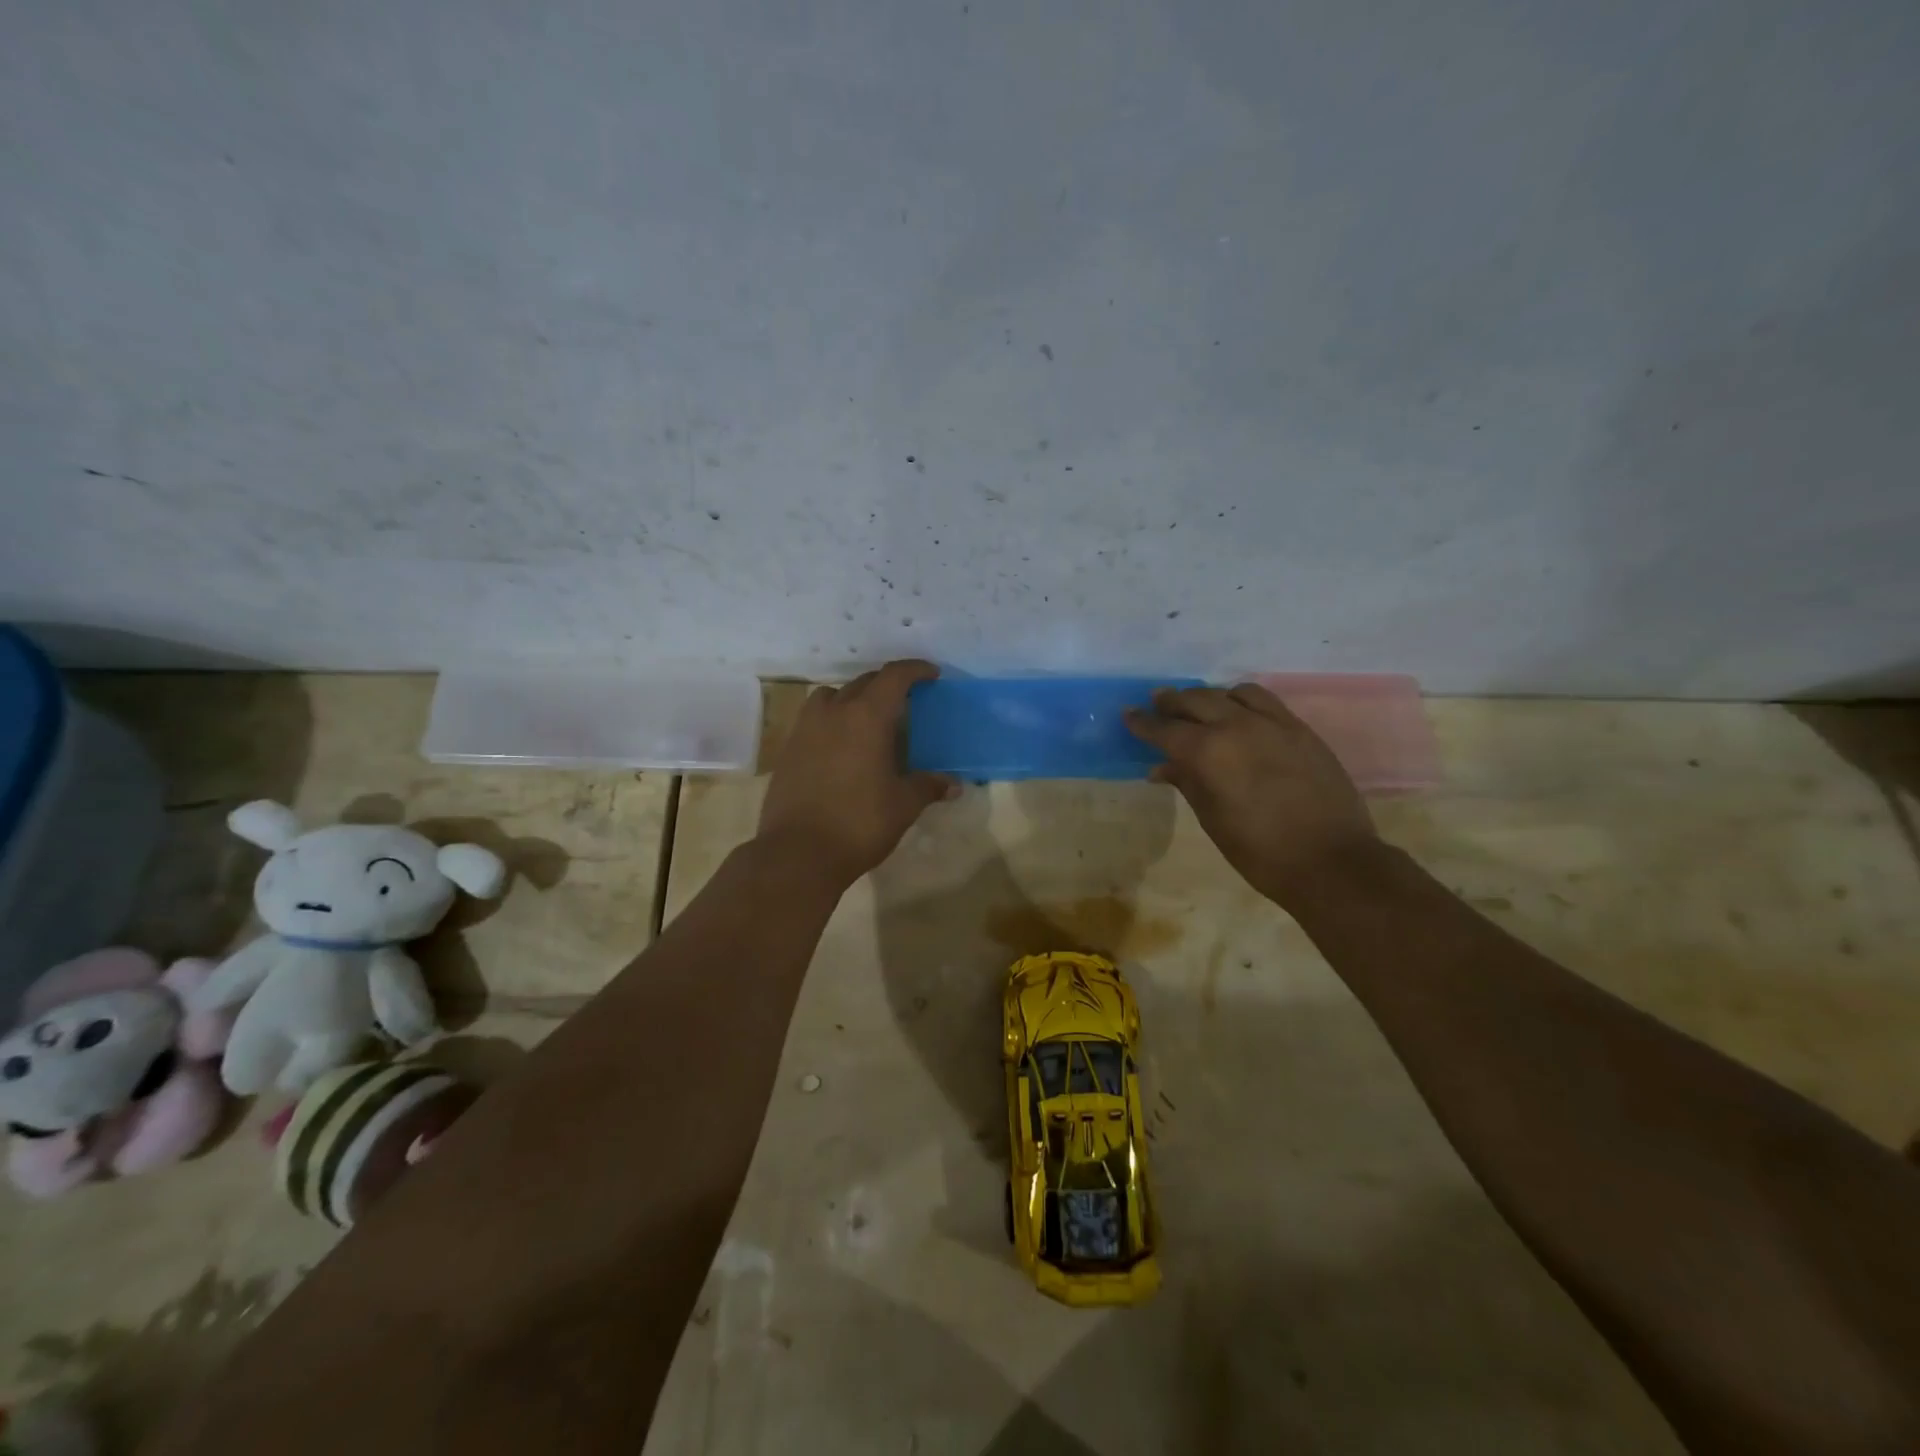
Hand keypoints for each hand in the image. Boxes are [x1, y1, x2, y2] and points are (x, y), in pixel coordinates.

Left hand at [756, 660, 957, 885]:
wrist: (797, 853)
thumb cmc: (859, 823)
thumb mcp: (903, 805)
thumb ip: (927, 786)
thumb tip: (953, 784)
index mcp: (867, 717)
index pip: (894, 676)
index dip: (915, 669)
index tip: (931, 674)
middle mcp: (834, 712)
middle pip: (863, 682)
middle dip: (887, 684)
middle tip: (906, 700)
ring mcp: (805, 729)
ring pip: (831, 696)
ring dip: (852, 698)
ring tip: (867, 719)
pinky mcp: (788, 749)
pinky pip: (813, 719)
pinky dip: (832, 720)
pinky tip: (842, 746)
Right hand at [1127, 682, 1377, 905]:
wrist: (1332, 862)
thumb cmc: (1261, 852)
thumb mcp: (1213, 821)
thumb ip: (1188, 784)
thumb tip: (1161, 767)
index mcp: (1209, 753)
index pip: (1165, 729)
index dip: (1143, 723)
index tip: (1128, 716)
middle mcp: (1238, 727)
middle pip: (1196, 700)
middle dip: (1172, 702)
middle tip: (1157, 704)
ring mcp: (1273, 724)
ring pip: (1231, 693)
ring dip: (1208, 696)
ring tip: (1199, 706)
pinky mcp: (1300, 729)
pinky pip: (1264, 701)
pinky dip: (1242, 700)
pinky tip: (1239, 712)